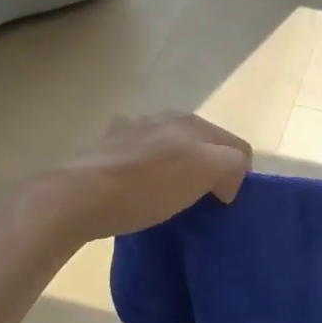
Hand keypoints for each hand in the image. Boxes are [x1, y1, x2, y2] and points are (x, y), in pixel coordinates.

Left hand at [36, 113, 251, 241]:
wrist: (80, 197)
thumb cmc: (147, 187)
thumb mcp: (204, 171)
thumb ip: (231, 166)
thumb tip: (228, 182)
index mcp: (192, 122)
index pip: (237, 146)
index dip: (240, 176)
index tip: (226, 204)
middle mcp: (166, 119)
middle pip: (207, 146)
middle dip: (213, 172)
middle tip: (205, 203)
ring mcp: (136, 132)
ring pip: (177, 152)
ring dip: (183, 174)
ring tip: (175, 202)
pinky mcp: (112, 151)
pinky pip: (148, 162)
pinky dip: (155, 177)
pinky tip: (145, 196)